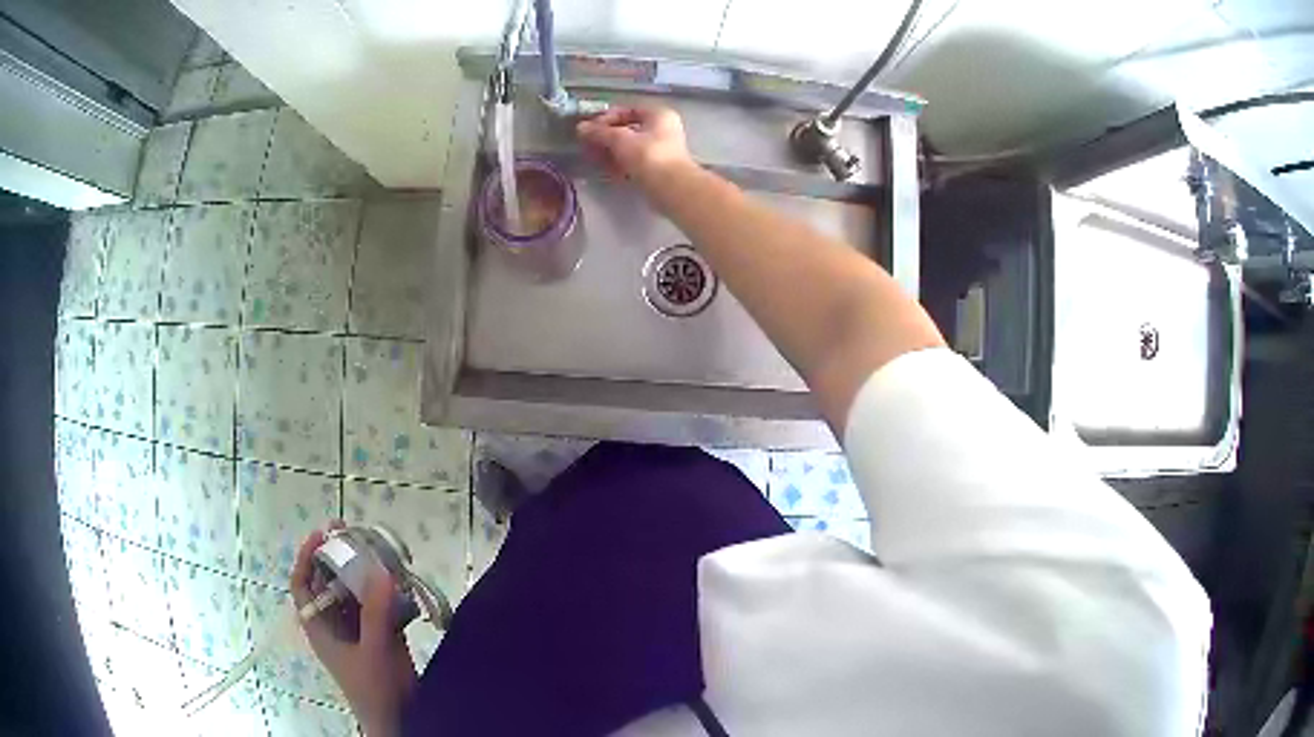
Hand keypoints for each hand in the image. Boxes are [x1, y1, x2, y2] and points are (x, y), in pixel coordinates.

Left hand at [292, 525, 415, 736]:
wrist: (400, 720)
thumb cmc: (375, 689)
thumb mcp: (373, 651)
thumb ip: (376, 613)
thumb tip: (381, 569)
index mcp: (321, 627)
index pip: (303, 586)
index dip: (307, 558)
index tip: (322, 535)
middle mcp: (336, 624)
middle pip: (330, 583)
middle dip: (341, 559)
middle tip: (358, 536)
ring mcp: (359, 630)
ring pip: (356, 592)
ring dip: (367, 574)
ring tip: (383, 552)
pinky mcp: (381, 636)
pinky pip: (380, 605)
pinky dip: (388, 592)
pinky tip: (402, 581)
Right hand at [576, 106, 693, 187]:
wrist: (671, 188)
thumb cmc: (648, 155)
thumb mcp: (620, 139)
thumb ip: (599, 132)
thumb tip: (581, 127)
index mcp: (659, 115)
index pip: (628, 110)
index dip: (607, 117)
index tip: (590, 127)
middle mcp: (662, 130)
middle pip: (628, 130)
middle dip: (606, 137)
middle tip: (588, 144)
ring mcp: (661, 151)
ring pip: (630, 148)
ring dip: (610, 152)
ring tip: (593, 158)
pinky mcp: (656, 170)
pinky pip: (633, 163)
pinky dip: (620, 164)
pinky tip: (606, 170)